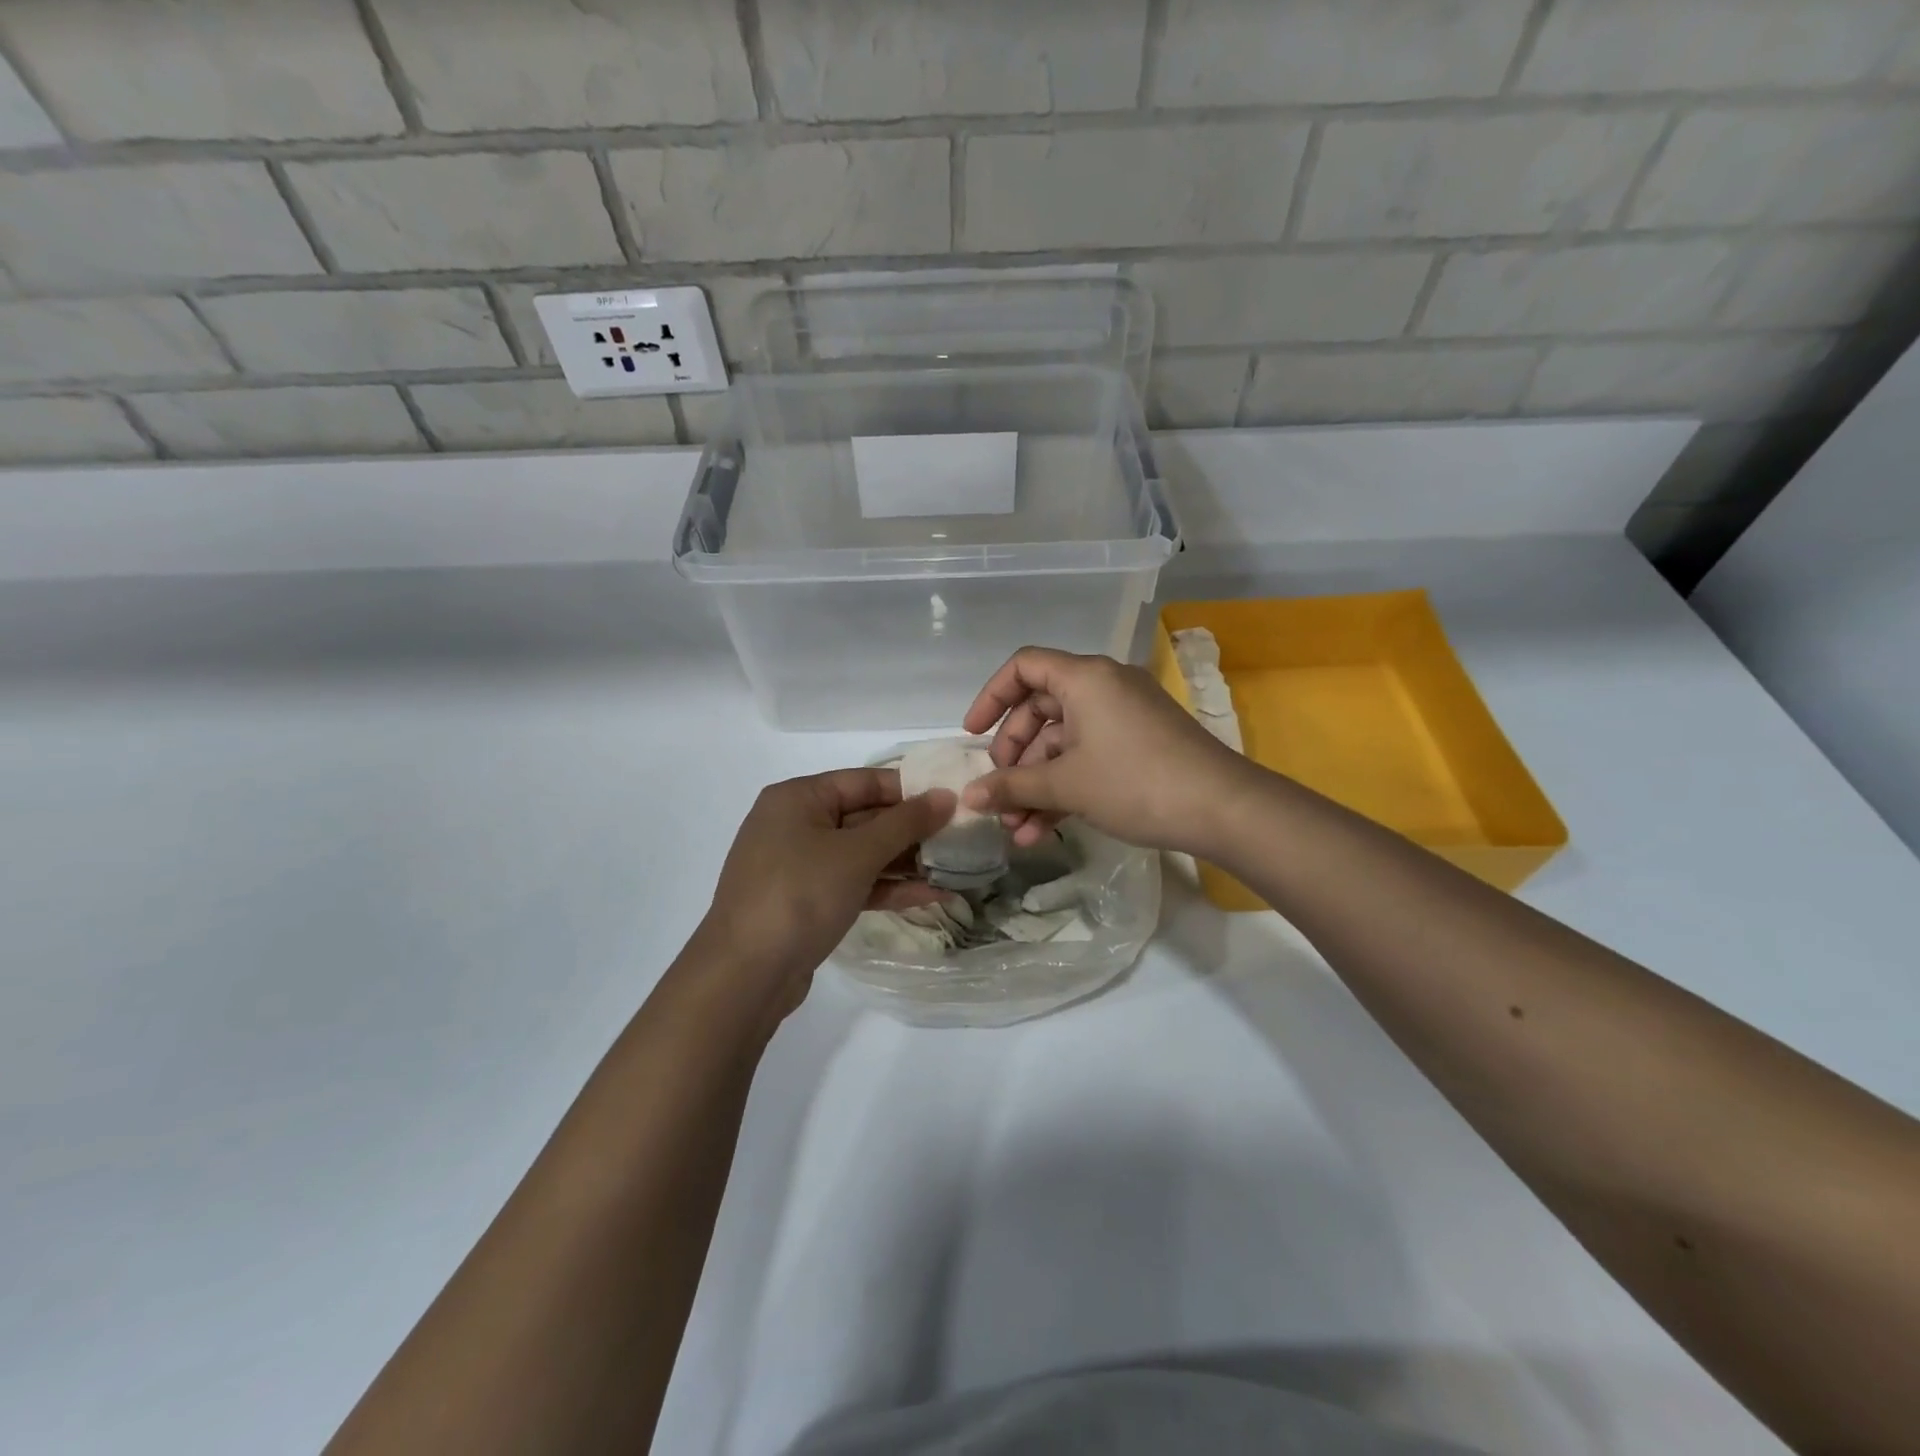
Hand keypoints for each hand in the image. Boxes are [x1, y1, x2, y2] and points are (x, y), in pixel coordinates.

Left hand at [692, 768, 955, 1015]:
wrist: (745, 975)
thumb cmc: (800, 895)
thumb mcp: (857, 853)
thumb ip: (905, 823)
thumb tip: (945, 796)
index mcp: (798, 798)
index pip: (864, 780)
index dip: (910, 790)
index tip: (953, 800)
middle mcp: (795, 824)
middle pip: (864, 817)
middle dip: (911, 830)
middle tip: (960, 837)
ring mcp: (799, 865)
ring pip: (861, 854)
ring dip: (905, 862)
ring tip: (954, 867)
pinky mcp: (805, 901)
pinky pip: (853, 883)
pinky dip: (886, 887)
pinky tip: (930, 895)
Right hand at [960, 648, 1250, 855]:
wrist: (1223, 809)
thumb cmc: (1135, 782)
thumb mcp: (1066, 785)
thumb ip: (1011, 786)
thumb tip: (968, 798)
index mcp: (1084, 678)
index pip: (1023, 667)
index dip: (991, 697)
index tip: (972, 735)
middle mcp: (1103, 687)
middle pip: (1040, 710)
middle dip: (1014, 757)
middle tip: (1000, 795)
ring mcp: (1123, 716)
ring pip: (1063, 742)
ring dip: (1036, 784)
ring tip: (1018, 830)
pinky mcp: (1139, 744)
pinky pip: (1088, 756)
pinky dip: (1065, 787)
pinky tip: (1044, 830)